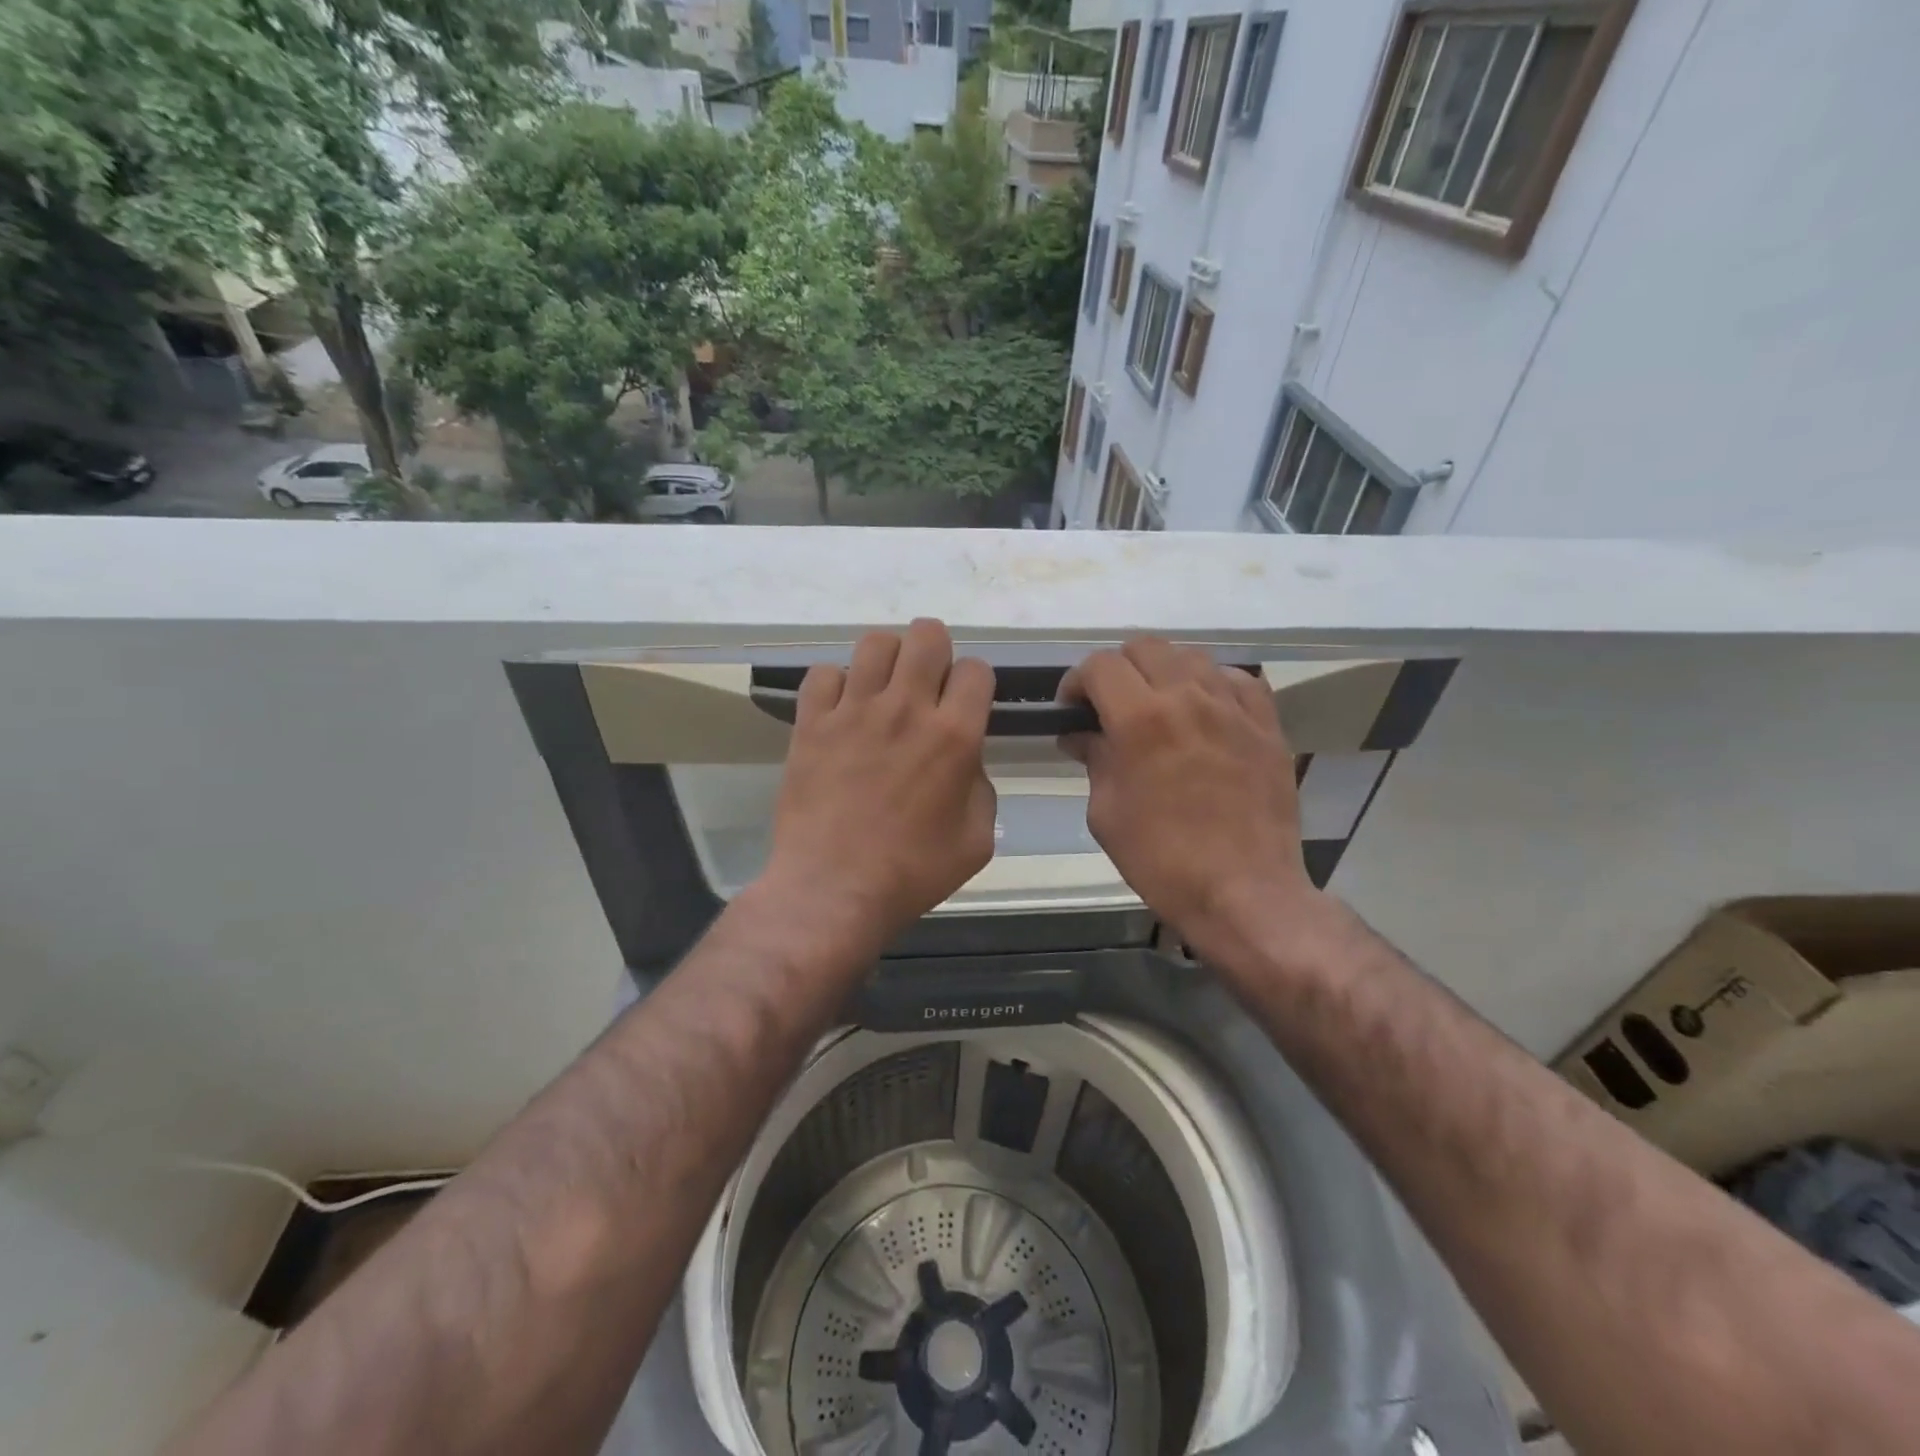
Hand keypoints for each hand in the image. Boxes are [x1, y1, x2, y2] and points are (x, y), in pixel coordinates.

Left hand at [763, 619, 996, 953]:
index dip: (976, 683)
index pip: (976, 668)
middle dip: (936, 652)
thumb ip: (980, 786)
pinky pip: (823, 674)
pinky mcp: (812, 723)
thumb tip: (965, 760)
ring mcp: (853, 711)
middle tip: (927, 686)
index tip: (966, 705)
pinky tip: (841, 711)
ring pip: (875, 642)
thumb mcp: (976, 840)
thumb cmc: (912, 872)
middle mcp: (906, 709)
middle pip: (927, 635)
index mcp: (954, 736)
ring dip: (888, 660)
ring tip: (884, 691)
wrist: (833, 890)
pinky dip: (836, 685)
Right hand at [1058, 638, 1318, 954]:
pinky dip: (1212, 685)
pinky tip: (1205, 713)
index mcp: (1141, 719)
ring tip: (1158, 707)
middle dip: (1118, 670)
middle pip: (1145, 647)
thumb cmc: (1161, 859)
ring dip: (1163, 673)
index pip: (1100, 666)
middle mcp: (1189, 697)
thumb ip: (1094, 759)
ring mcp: (1234, 707)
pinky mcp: (1267, 724)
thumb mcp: (1106, 812)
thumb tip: (1081, 734)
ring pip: (1191, 656)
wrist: (1243, 892)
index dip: (1077, 682)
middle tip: (1110, 706)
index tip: (1072, 710)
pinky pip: (1237, 680)